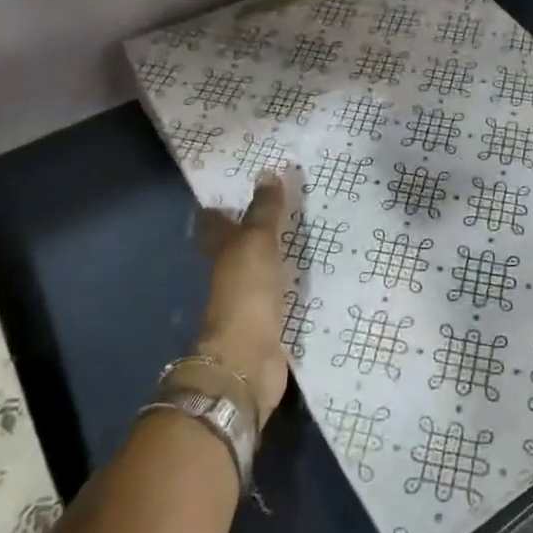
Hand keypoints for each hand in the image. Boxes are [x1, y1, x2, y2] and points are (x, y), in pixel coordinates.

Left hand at [192, 169, 299, 428]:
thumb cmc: (246, 293)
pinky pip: (284, 293)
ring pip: (264, 269)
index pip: (217, 222)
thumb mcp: (257, 242)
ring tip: (308, 234)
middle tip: (287, 206)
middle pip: (240, 246)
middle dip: (257, 229)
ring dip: (279, 256)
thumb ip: (264, 210)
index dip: (225, 206)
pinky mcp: (271, 322)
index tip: (244, 188)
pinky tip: (315, 275)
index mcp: (221, 251)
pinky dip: (295, 283)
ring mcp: (250, 300)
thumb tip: (268, 172)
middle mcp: (231, 274)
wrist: (248, 360)